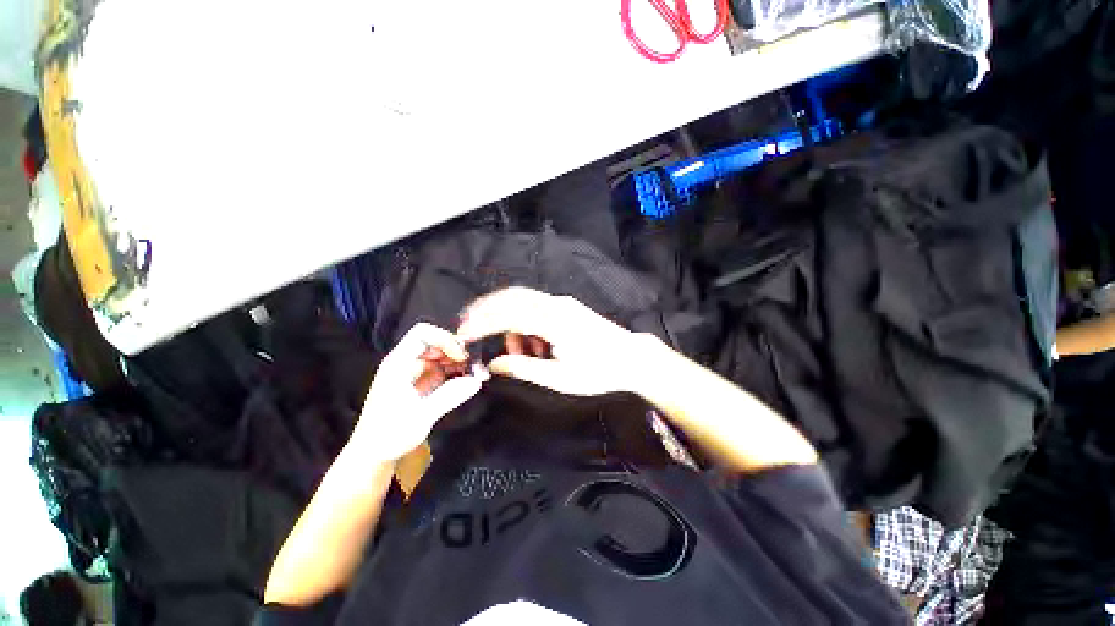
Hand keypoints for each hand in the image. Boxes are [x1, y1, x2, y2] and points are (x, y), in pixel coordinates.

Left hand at [351, 323, 486, 461]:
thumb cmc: (389, 435)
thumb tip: (477, 381)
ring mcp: (415, 374)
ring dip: (460, 363)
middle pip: (436, 343)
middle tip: (476, 366)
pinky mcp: (422, 385)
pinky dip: (457, 374)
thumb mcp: (421, 416)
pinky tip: (468, 382)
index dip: (444, 339)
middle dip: (457, 352)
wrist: (373, 457)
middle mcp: (407, 363)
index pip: (422, 334)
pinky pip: (443, 371)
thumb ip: (450, 396)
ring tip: (477, 375)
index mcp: (399, 364)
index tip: (461, 356)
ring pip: (442, 357)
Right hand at [456, 287, 644, 395]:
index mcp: (552, 321)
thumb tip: (493, 363)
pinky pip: (536, 308)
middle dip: (486, 309)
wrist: (631, 358)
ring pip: (523, 301)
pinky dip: (524, 322)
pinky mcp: (567, 307)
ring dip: (508, 319)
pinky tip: (530, 345)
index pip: (507, 315)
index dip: (481, 323)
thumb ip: (522, 368)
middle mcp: (555, 304)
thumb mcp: (558, 377)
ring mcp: (562, 303)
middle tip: (468, 326)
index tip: (462, 333)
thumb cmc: (597, 371)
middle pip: (511, 296)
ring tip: (514, 351)